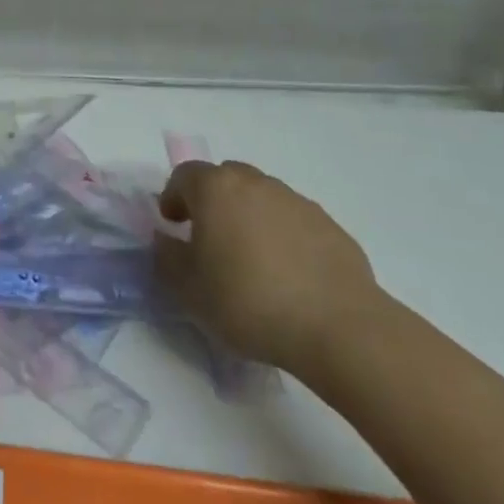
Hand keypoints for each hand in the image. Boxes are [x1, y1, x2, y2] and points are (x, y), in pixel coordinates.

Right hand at [155, 160, 382, 376]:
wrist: (339, 328)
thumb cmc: (249, 302)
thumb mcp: (188, 290)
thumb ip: (166, 257)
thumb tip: (164, 239)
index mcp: (216, 189)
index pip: (184, 175)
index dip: (173, 197)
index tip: (173, 226)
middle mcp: (255, 183)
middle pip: (225, 178)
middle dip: (212, 201)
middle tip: (210, 238)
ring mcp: (296, 201)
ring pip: (261, 197)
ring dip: (249, 216)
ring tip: (251, 259)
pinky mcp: (330, 226)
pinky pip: (293, 221)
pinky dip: (282, 236)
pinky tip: (287, 274)